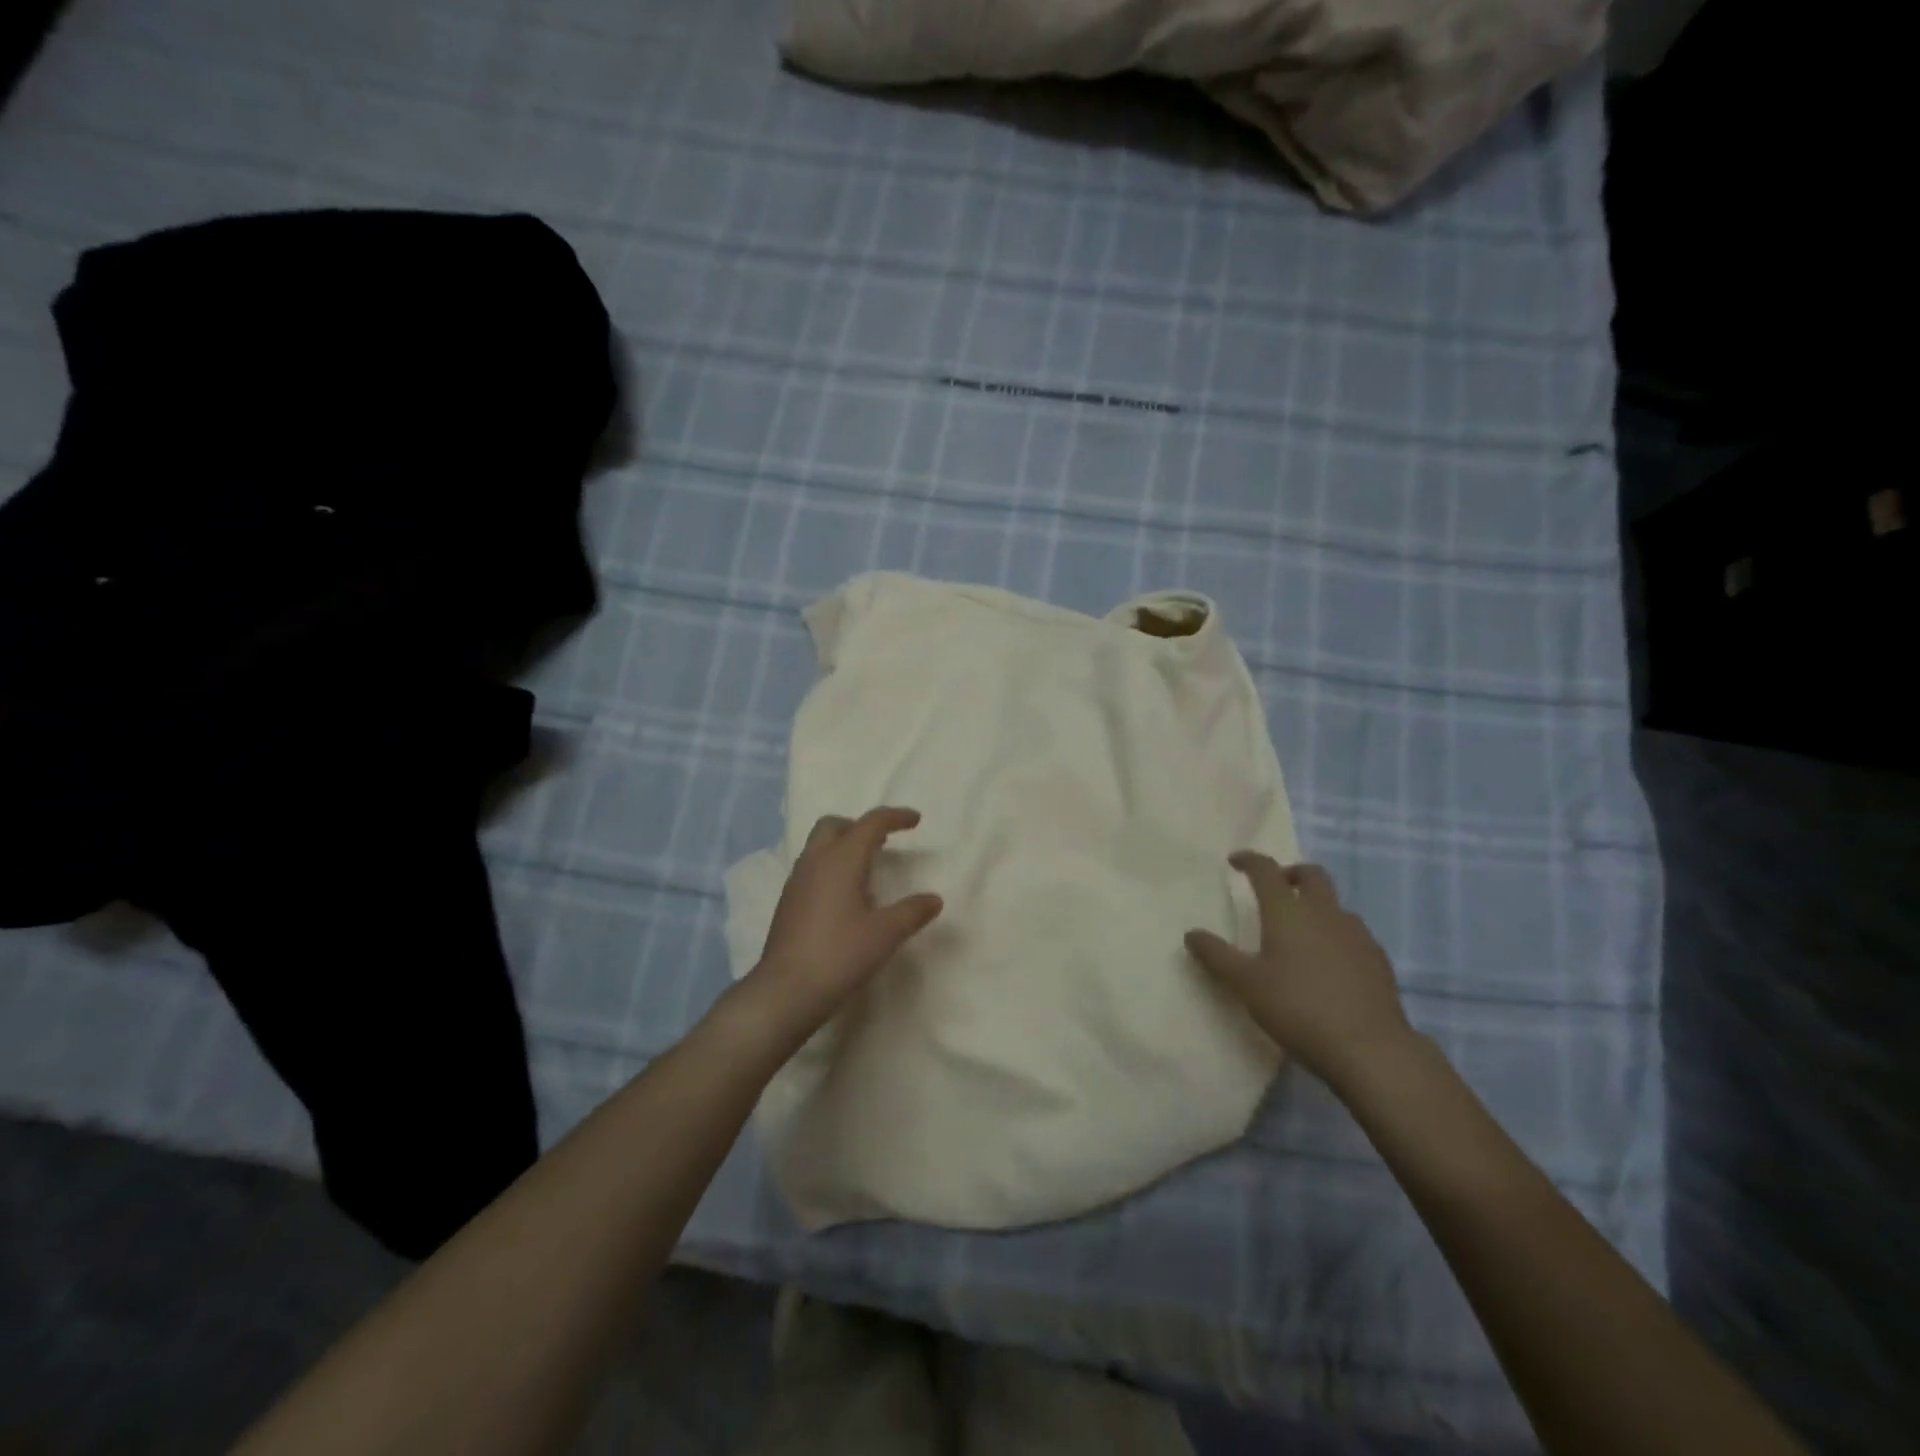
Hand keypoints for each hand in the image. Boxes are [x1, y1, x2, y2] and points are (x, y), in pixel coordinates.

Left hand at [747, 807, 942, 1036]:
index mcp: (841, 859)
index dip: (895, 817)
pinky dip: (832, 867)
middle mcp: (815, 861)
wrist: (786, 991)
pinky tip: (846, 897)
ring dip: (844, 846)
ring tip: (869, 870)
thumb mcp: (886, 934)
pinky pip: (812, 868)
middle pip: (835, 825)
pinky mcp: (788, 902)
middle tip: (884, 842)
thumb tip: (934, 899)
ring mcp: (797, 882)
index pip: (870, 823)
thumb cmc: (840, 955)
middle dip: (860, 826)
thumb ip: (912, 912)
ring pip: (820, 846)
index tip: (916, 821)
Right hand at [1185, 853, 1411, 1092]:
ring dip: (1315, 906)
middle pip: (1311, 875)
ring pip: (1334, 904)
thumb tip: (1191, 934)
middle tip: (1275, 888)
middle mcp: (1324, 912)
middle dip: (1291, 874)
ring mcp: (1356, 934)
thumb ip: (1216, 956)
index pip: (1266, 870)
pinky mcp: (1378, 958)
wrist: (1369, 1049)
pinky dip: (1335, 934)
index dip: (1249, 860)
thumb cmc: (1298, 1008)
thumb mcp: (1246, 984)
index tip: (1235, 862)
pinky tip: (1328, 963)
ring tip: (1300, 932)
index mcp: (1288, 911)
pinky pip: (1352, 933)